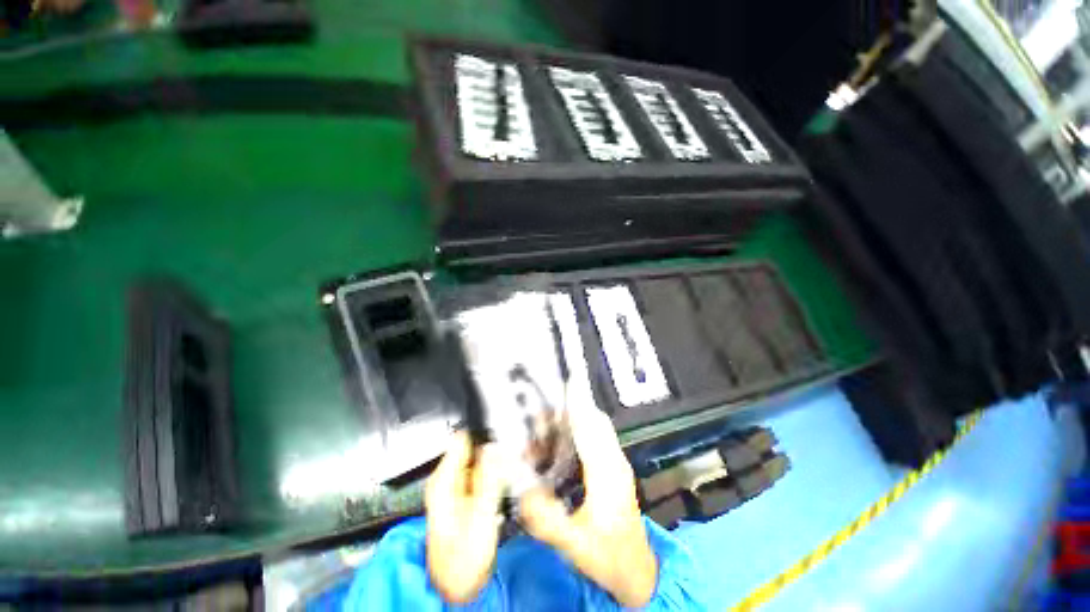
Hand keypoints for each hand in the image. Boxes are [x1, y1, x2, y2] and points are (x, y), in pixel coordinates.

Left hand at [425, 432, 503, 603]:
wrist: (457, 589)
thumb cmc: (463, 560)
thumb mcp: (480, 517)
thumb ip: (489, 479)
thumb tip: (495, 446)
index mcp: (443, 481)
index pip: (462, 438)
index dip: (484, 431)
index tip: (505, 430)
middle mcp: (447, 480)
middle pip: (473, 447)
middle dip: (494, 447)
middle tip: (514, 452)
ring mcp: (457, 487)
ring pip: (480, 460)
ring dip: (496, 460)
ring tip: (513, 466)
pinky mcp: (466, 496)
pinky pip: (483, 474)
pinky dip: (495, 472)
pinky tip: (506, 480)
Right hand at [519, 407, 657, 606]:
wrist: (637, 571)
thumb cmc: (609, 557)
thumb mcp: (575, 545)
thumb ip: (547, 520)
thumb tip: (522, 492)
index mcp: (606, 472)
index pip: (591, 426)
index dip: (579, 401)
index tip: (570, 377)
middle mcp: (614, 460)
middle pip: (596, 420)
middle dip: (572, 406)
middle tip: (545, 407)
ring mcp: (616, 463)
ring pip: (598, 427)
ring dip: (575, 418)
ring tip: (547, 424)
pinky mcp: (614, 468)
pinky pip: (597, 437)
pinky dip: (580, 430)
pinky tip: (561, 442)